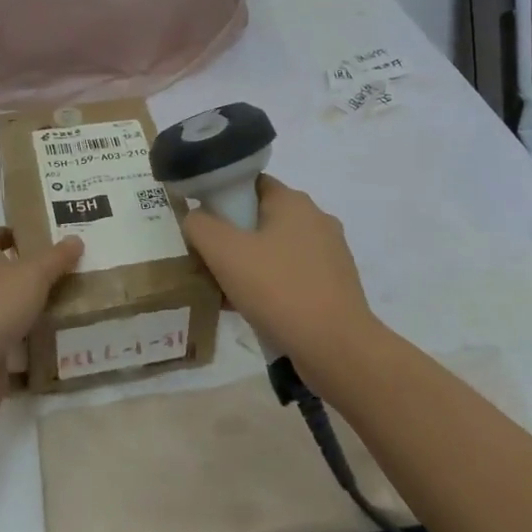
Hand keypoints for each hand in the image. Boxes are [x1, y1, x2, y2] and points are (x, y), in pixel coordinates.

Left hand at [0, 228, 82, 441]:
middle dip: (36, 277)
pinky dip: (39, 352)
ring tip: (85, 309)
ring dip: (41, 315)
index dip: (11, 235)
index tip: (40, 235)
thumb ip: (54, 259)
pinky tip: (71, 349)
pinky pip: (19, 354)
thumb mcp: (28, 276)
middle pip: (6, 280)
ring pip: (15, 317)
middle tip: (79, 273)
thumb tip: (75, 238)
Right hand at [180, 177, 379, 379]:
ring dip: (249, 266)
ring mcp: (330, 253)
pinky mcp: (335, 285)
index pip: (249, 184)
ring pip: (276, 250)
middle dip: (232, 239)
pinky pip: (292, 276)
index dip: (221, 199)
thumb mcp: (224, 252)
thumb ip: (200, 225)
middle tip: (208, 263)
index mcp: (293, 201)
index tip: (202, 226)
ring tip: (224, 292)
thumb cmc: (278, 289)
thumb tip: (196, 218)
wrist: (336, 347)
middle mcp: (316, 219)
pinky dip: (270, 286)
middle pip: (261, 218)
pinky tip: (252, 310)